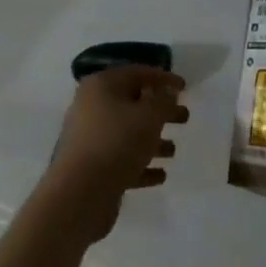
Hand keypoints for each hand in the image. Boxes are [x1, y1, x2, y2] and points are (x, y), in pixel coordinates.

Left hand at [40, 65, 188, 243]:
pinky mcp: (91, 167)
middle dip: (160, 111)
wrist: (80, 193)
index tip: (185, 87)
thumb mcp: (149, 117)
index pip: (136, 73)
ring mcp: (89, 138)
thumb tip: (167, 91)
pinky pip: (120, 159)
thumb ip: (163, 101)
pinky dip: (140, 164)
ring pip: (126, 133)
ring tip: (173, 150)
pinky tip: (160, 175)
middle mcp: (91, 106)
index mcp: (101, 85)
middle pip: (132, 103)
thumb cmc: (117, 143)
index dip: (162, 78)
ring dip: (151, 140)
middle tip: (184, 117)